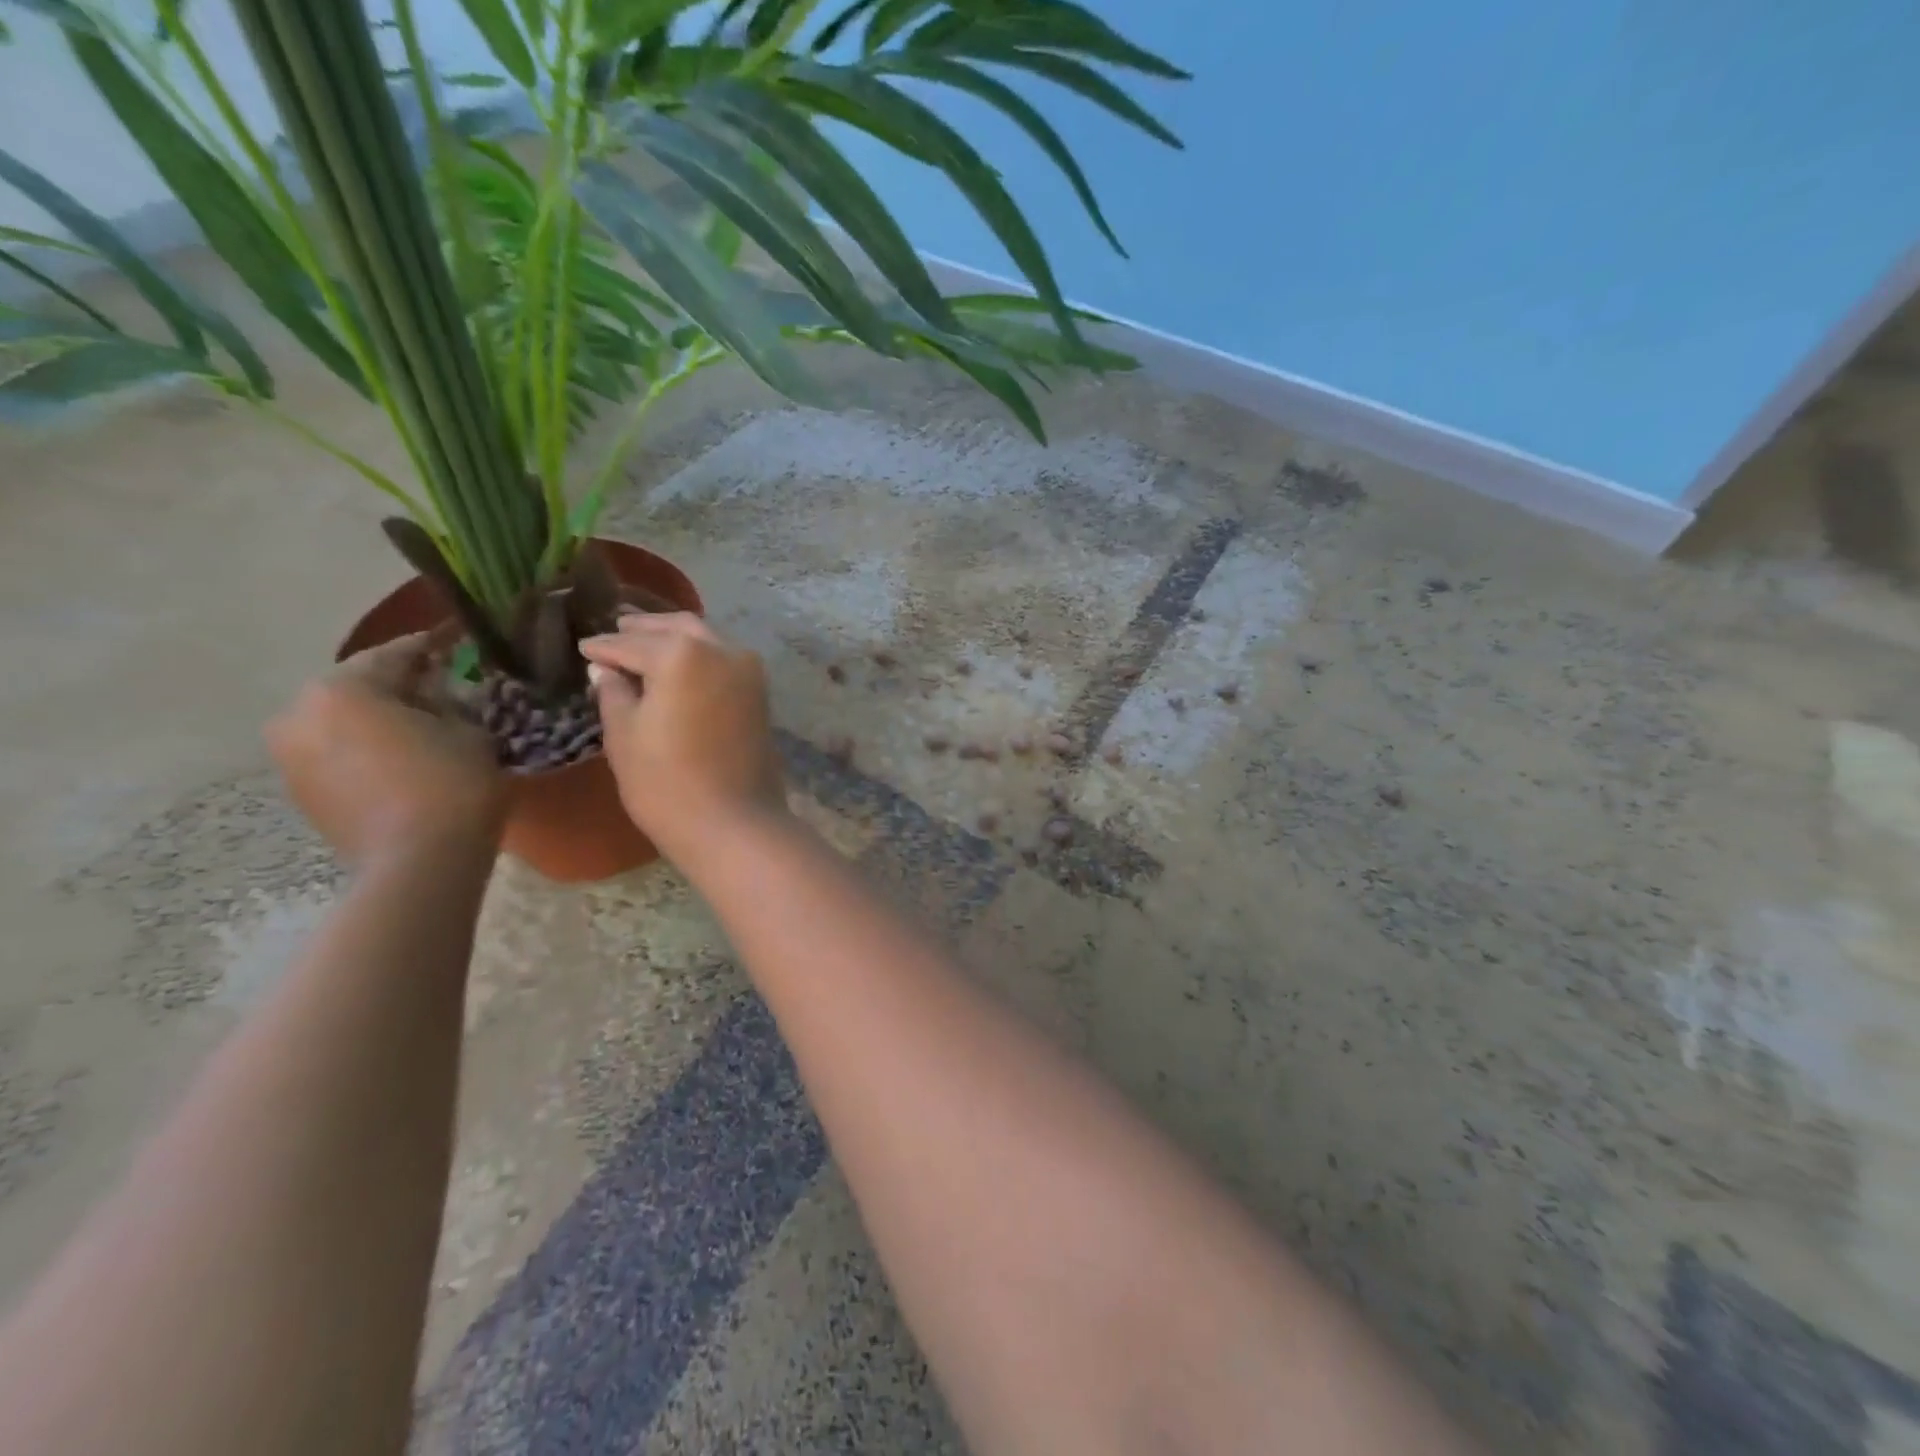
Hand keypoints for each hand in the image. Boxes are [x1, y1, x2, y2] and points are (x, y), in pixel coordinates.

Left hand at [267, 634, 506, 863]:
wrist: (417, 863)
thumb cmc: (451, 785)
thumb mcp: (469, 731)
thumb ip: (449, 703)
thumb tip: (436, 695)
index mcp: (341, 689)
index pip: (395, 654)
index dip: (431, 646)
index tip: (454, 638)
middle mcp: (299, 714)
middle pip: (358, 687)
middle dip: (399, 685)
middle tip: (441, 685)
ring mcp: (291, 757)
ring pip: (343, 722)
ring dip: (379, 719)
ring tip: (423, 724)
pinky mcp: (301, 792)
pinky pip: (338, 753)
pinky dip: (368, 748)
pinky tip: (404, 757)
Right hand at [578, 613, 787, 860]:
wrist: (734, 822)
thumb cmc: (666, 782)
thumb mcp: (624, 735)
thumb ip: (614, 692)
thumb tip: (606, 669)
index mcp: (682, 653)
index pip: (630, 643)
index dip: (602, 647)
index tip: (583, 647)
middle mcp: (721, 649)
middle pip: (676, 627)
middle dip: (643, 628)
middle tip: (616, 630)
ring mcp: (748, 670)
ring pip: (706, 638)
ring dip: (675, 637)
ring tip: (643, 645)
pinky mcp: (760, 692)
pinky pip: (723, 659)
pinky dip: (699, 655)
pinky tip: (677, 668)